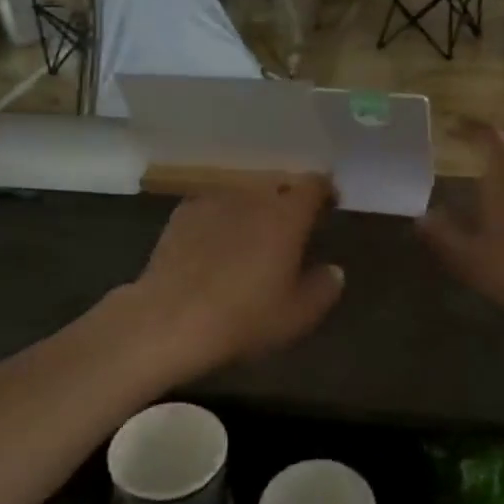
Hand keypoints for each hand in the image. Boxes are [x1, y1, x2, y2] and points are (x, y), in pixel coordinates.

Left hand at [116, 176, 344, 382]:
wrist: (170, 319)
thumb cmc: (243, 318)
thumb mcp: (297, 316)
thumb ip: (324, 288)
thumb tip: (333, 270)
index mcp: (287, 215)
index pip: (314, 184)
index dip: (324, 192)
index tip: (327, 209)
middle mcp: (252, 196)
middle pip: (277, 186)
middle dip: (287, 202)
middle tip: (289, 231)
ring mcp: (213, 201)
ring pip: (243, 195)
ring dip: (252, 210)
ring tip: (249, 239)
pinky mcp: (182, 213)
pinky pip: (213, 207)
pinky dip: (221, 219)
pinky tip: (214, 246)